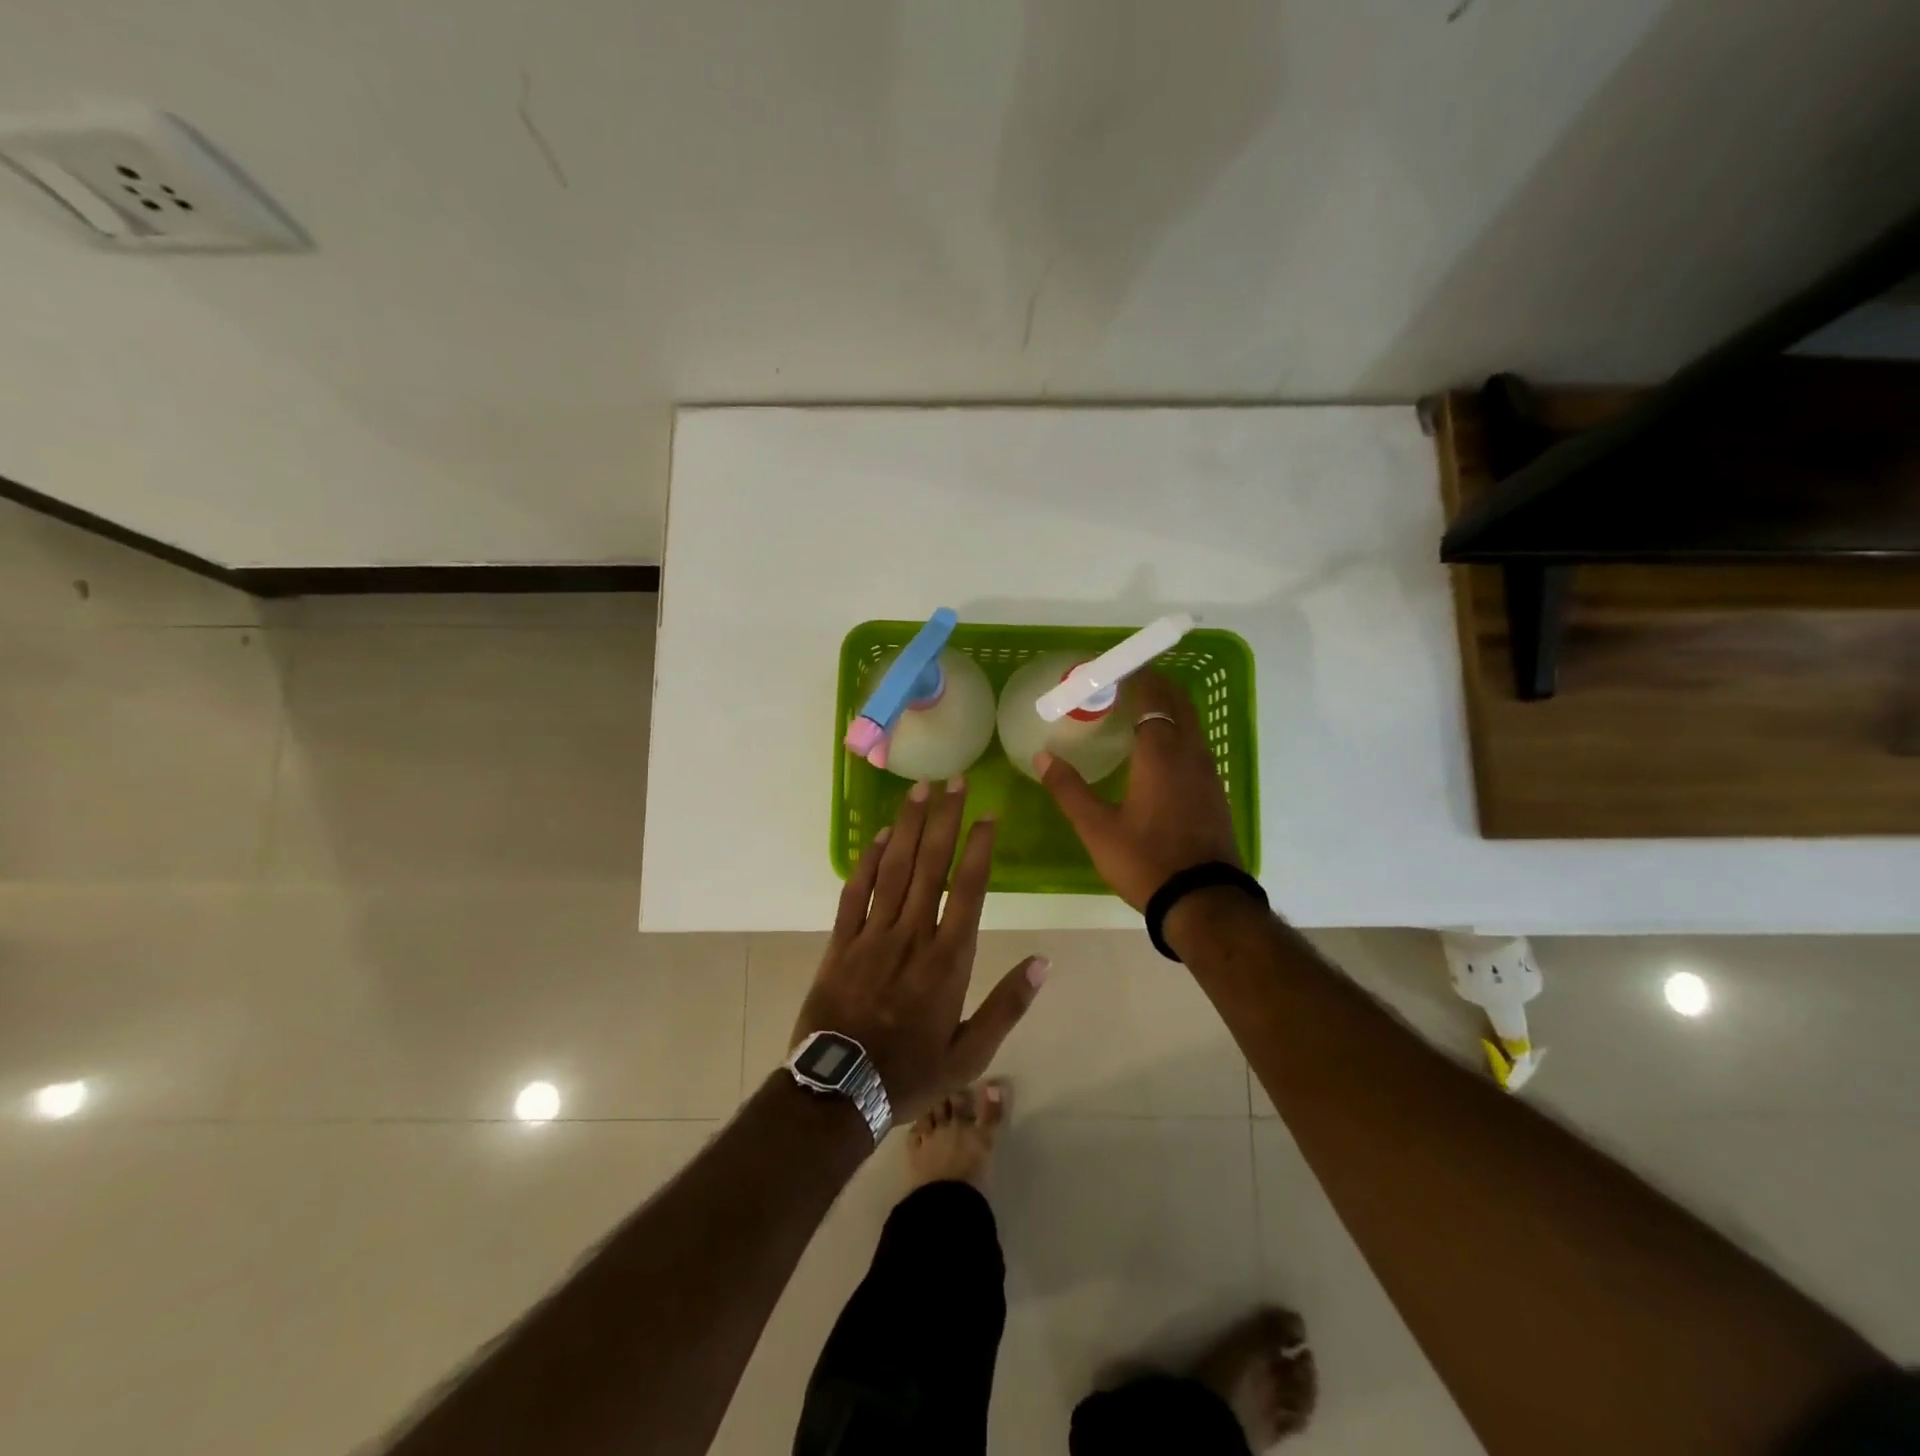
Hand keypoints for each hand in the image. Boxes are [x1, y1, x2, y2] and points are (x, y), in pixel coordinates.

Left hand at [791, 778, 1046, 1124]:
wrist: (840, 1093)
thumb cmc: (911, 1074)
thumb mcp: (971, 1054)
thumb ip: (1007, 1006)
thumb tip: (1043, 962)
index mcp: (948, 959)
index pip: (970, 889)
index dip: (979, 847)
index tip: (987, 814)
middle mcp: (912, 935)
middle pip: (931, 865)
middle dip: (944, 819)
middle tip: (953, 780)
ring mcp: (873, 935)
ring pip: (893, 869)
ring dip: (907, 827)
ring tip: (920, 790)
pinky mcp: (840, 943)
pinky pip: (855, 893)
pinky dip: (866, 862)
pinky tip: (877, 836)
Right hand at [1034, 669, 1239, 910]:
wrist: (1204, 902)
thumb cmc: (1146, 861)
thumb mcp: (1097, 828)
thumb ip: (1069, 789)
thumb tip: (1042, 756)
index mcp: (1160, 753)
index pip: (1152, 696)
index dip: (1135, 676)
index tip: (1112, 668)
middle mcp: (1190, 753)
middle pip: (1178, 702)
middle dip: (1155, 684)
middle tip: (1124, 682)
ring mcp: (1209, 773)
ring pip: (1191, 724)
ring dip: (1169, 708)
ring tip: (1137, 712)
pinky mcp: (1215, 793)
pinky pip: (1196, 746)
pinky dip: (1178, 733)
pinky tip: (1158, 754)